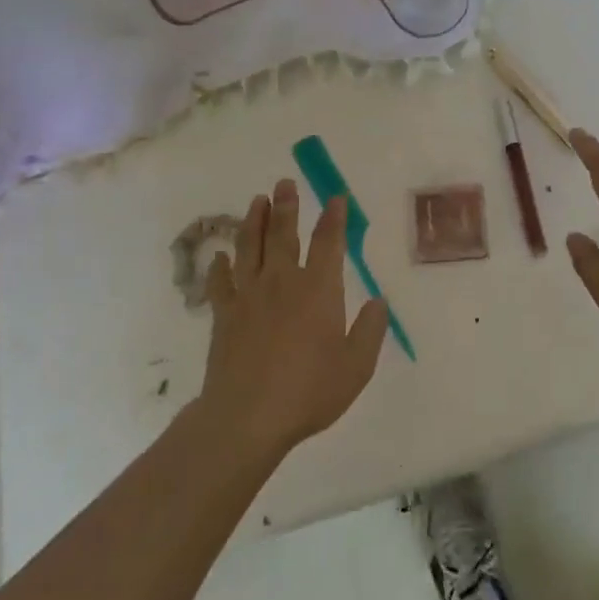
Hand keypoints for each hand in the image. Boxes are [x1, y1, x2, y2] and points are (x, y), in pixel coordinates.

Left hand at [200, 180, 388, 458]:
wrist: (247, 417)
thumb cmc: (309, 391)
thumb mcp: (356, 366)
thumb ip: (370, 330)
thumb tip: (378, 301)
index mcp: (319, 290)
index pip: (329, 243)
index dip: (334, 218)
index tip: (337, 197)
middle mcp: (283, 282)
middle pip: (283, 234)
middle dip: (287, 206)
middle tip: (284, 182)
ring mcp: (249, 296)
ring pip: (250, 248)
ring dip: (254, 221)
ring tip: (256, 201)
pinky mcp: (223, 316)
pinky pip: (221, 282)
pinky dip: (220, 266)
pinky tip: (220, 256)